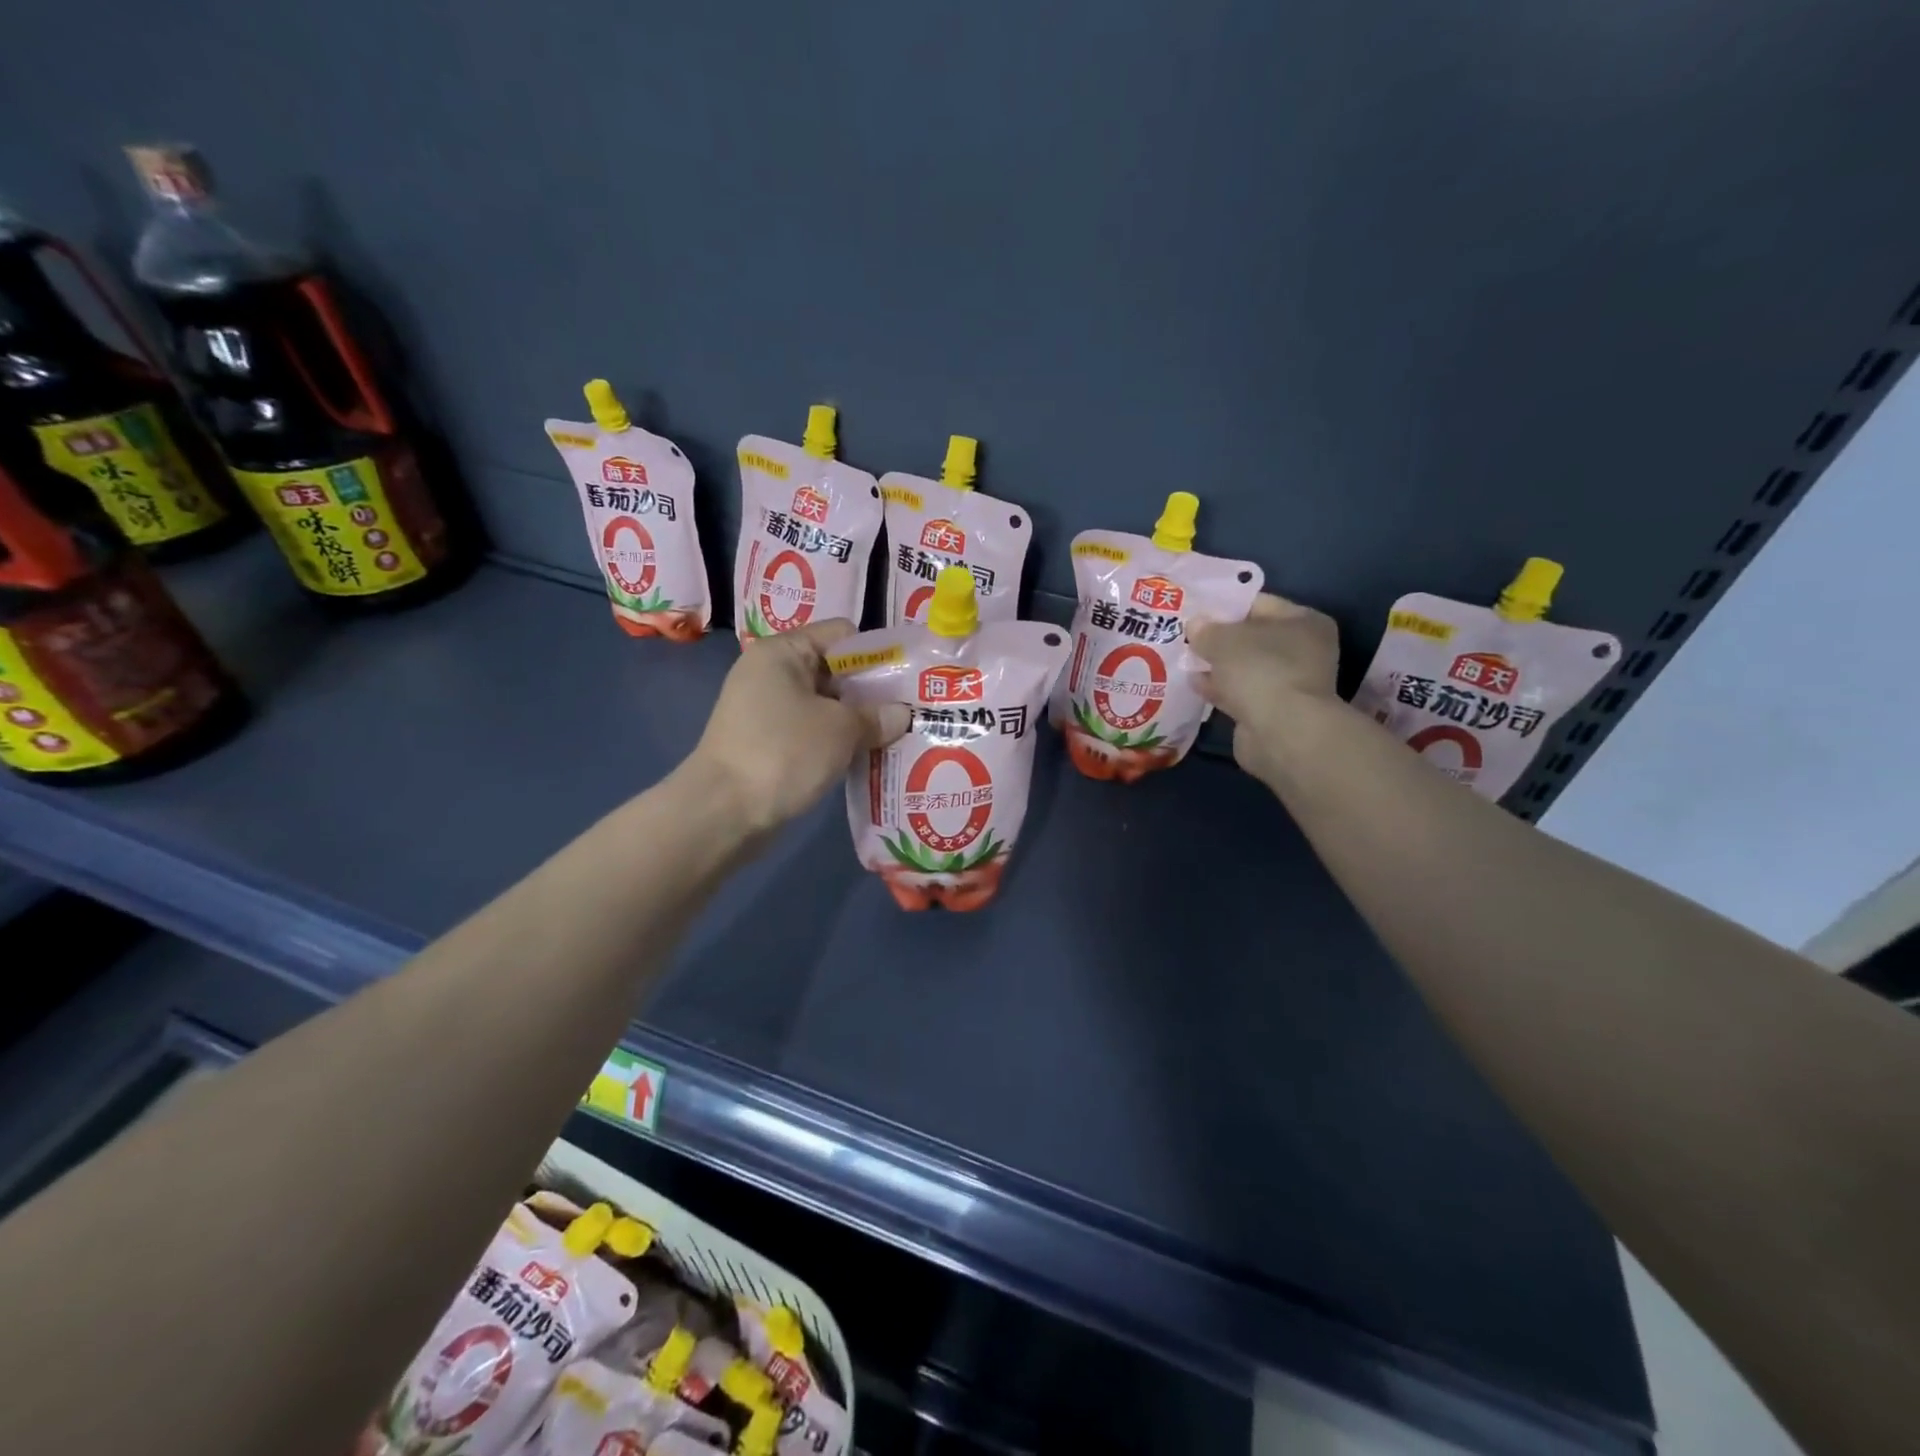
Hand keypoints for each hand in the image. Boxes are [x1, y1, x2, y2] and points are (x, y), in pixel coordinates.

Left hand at [686, 621, 910, 835]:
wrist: (722, 813)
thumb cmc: (783, 753)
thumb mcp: (841, 730)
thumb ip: (877, 716)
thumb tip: (902, 714)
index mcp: (783, 652)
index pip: (842, 635)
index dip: (878, 655)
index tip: (909, 681)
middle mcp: (771, 673)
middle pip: (835, 670)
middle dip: (872, 693)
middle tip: (910, 713)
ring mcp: (766, 710)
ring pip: (826, 705)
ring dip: (857, 721)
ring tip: (895, 738)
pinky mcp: (766, 743)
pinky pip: (812, 732)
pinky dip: (837, 742)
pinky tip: (865, 758)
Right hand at [1191, 594, 1343, 786]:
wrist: (1281, 732)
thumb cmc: (1260, 670)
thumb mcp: (1224, 640)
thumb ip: (1207, 630)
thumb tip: (1195, 625)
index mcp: (1304, 621)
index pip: (1259, 603)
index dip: (1225, 605)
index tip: (1196, 608)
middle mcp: (1303, 650)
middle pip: (1252, 637)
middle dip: (1219, 638)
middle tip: (1185, 634)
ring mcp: (1288, 683)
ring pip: (1245, 667)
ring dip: (1217, 665)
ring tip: (1183, 658)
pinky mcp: (1272, 711)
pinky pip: (1240, 692)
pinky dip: (1220, 688)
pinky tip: (1193, 683)